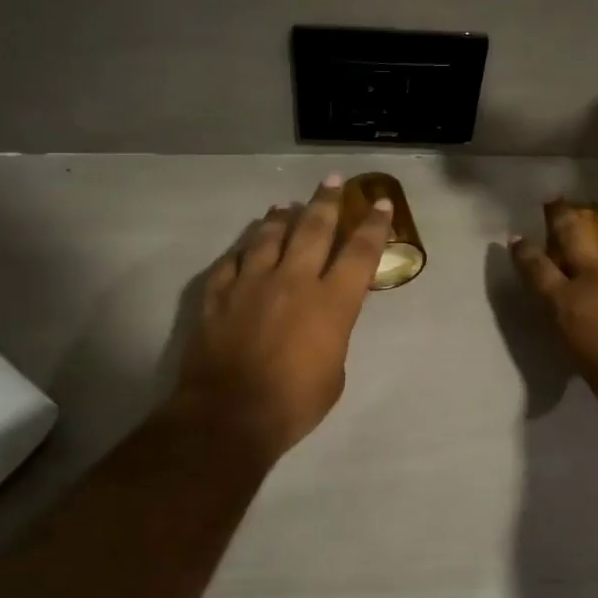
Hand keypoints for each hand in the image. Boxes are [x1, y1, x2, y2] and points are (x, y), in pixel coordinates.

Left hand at [172, 177, 391, 464]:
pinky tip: (248, 244)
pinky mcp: (218, 295)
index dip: (373, 226)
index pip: (360, 253)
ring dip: (282, 218)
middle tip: (332, 182)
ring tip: (287, 206)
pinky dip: (244, 249)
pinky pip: (232, 261)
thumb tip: (323, 320)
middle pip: (313, 229)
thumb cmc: (294, 403)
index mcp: (331, 302)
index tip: (379, 204)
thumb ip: (334, 334)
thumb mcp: (335, 372)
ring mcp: (251, 283)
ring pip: (269, 236)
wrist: (229, 416)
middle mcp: (293, 280)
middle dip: (327, 202)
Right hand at [510, 203, 597, 414]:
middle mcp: (597, 275)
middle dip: (560, 215)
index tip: (517, 238)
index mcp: (567, 302)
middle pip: (572, 234)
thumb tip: (581, 326)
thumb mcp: (583, 360)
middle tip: (555, 200)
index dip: (524, 252)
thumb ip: (578, 332)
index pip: (536, 269)